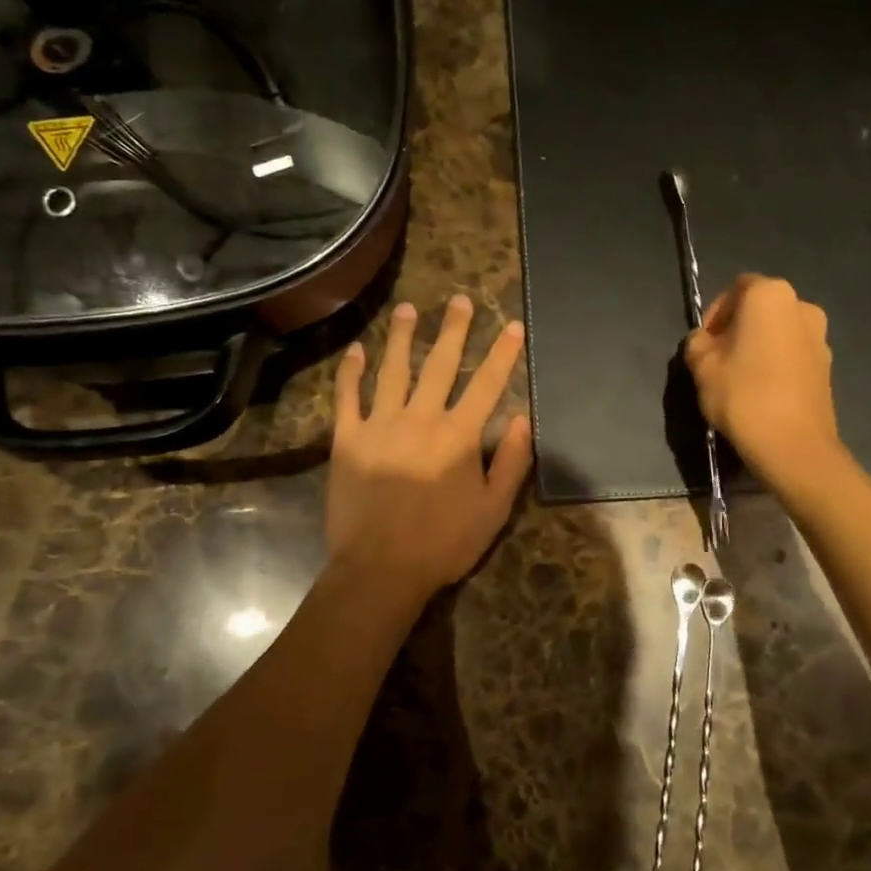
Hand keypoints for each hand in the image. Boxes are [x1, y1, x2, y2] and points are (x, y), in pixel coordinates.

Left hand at [327, 294, 532, 601]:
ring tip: (408, 310)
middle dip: (454, 330)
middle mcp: (420, 419)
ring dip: (402, 338)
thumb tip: (523, 418)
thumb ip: (511, 462)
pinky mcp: (347, 440)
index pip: (487, 384)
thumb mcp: (493, 510)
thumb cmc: (443, 543)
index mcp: (458, 436)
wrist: (380, 570)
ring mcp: (379, 426)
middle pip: (440, 365)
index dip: (503, 353)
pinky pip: (347, 397)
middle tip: (459, 301)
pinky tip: (355, 350)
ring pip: (393, 370)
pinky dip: (350, 372)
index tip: (513, 325)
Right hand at [684, 274, 843, 493]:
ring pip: (779, 332)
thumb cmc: (742, 395)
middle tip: (718, 359)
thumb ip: (698, 342)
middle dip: (738, 329)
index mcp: (769, 295)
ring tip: (739, 378)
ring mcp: (820, 337)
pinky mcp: (828, 366)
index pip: (735, 289)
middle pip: (760, 309)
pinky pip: (793, 354)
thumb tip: (705, 341)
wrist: (793, 445)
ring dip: (759, 346)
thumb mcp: (701, 366)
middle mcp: (801, 306)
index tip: (704, 343)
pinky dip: (776, 364)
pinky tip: (762, 392)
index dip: (715, 314)